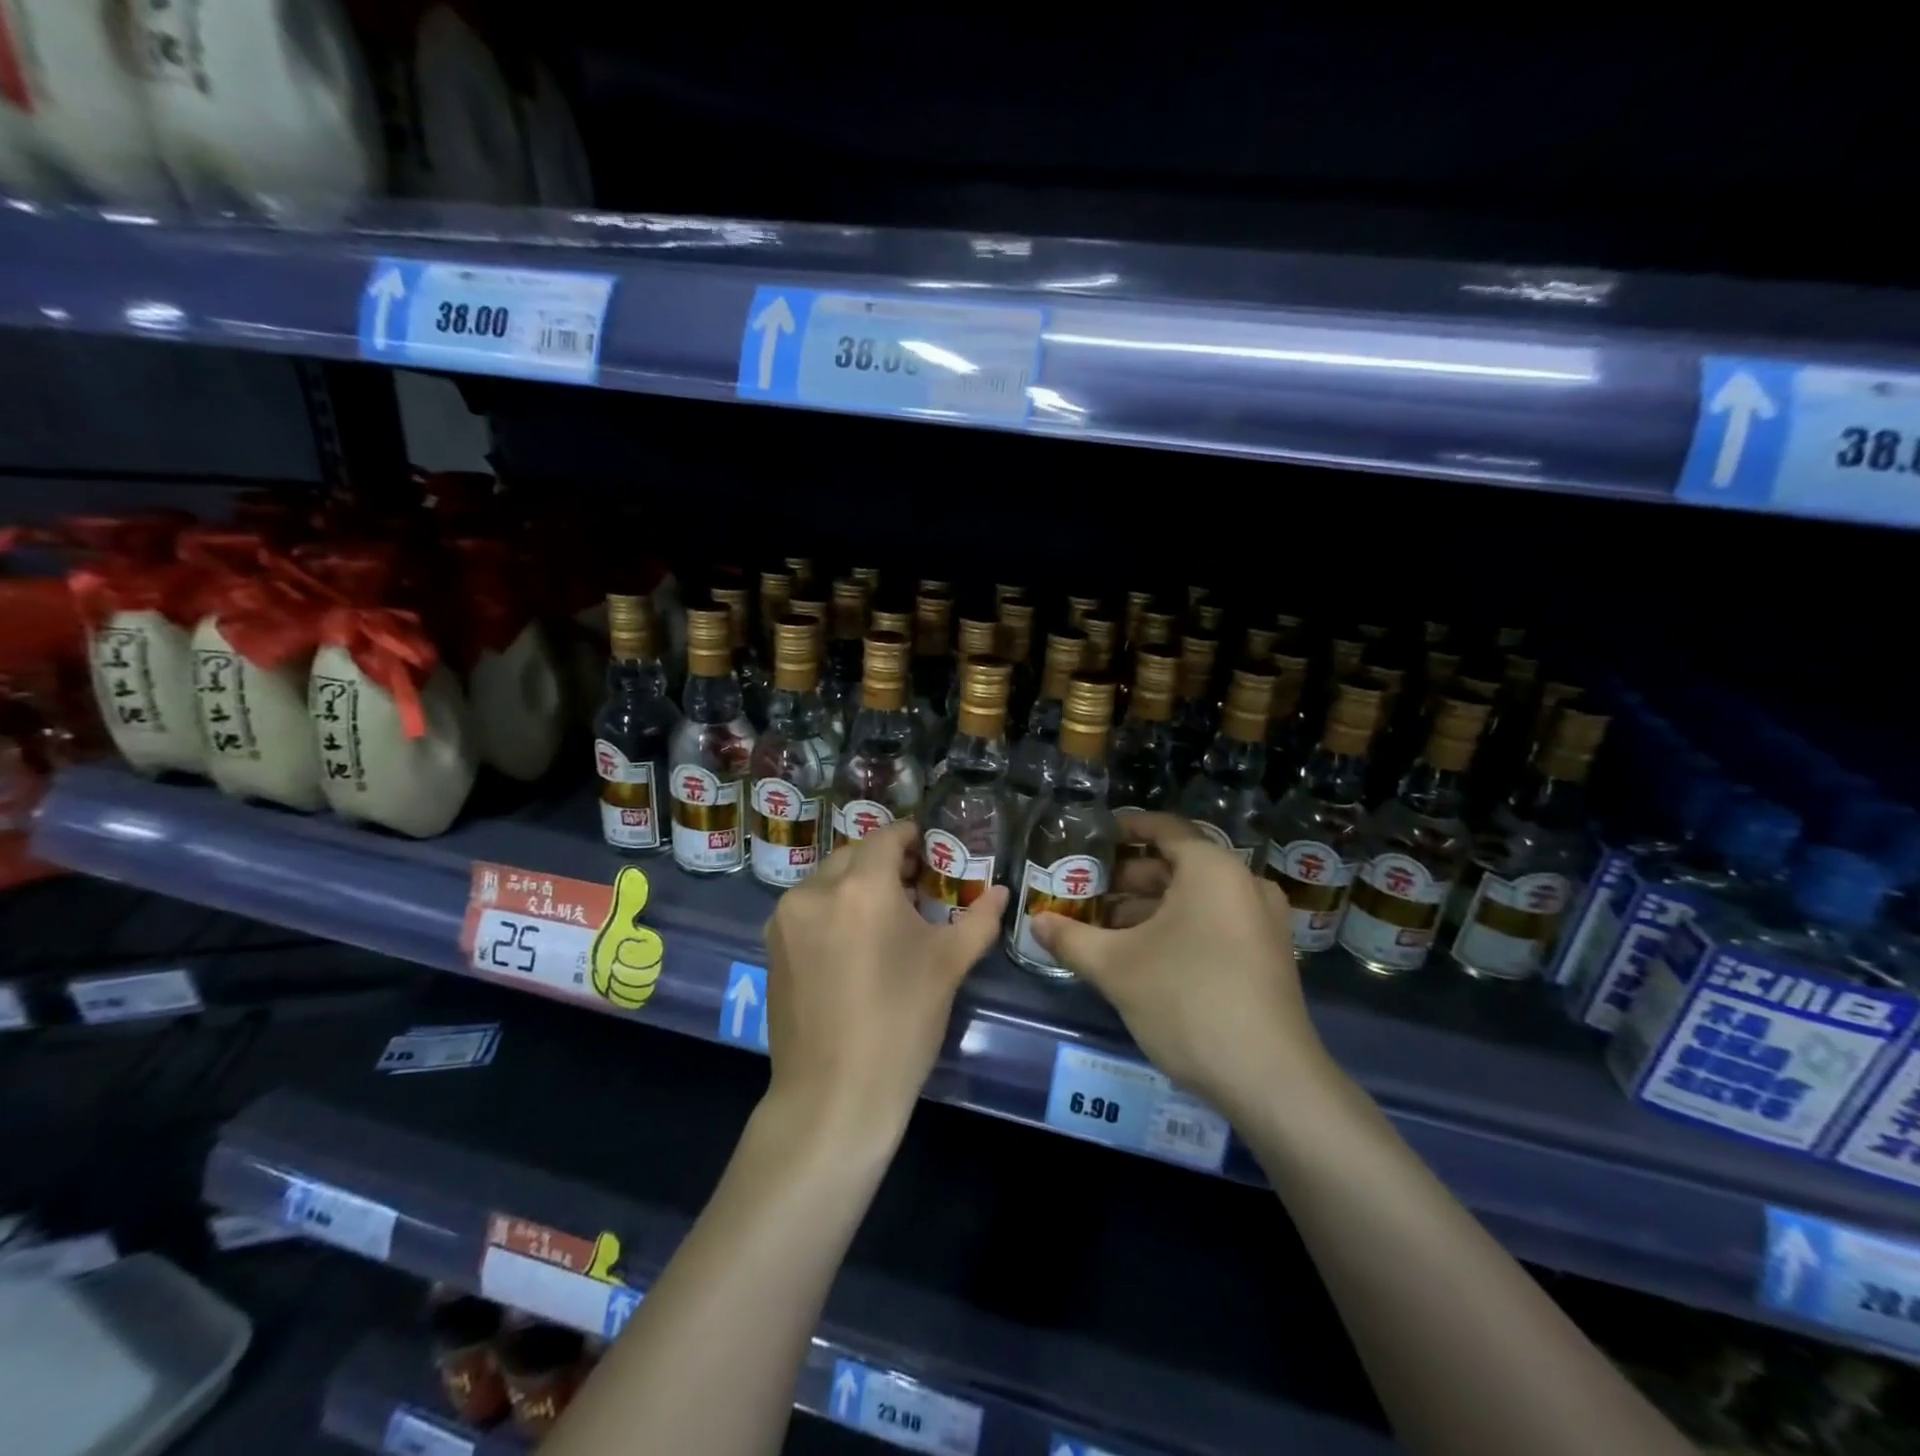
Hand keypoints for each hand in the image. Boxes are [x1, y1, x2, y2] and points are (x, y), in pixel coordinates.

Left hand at [763, 820, 1007, 1141]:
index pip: (887, 837)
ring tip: (883, 917)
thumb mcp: (948, 966)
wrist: (834, 1095)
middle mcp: (816, 890)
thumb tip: (1001, 892)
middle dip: (885, 862)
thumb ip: (978, 919)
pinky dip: (831, 908)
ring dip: (856, 884)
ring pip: (828, 879)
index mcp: (862, 887)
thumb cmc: (901, 1023)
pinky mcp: (772, 945)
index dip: (912, 837)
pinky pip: (808, 907)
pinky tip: (852, 942)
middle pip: (855, 854)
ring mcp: (786, 918)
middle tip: (914, 887)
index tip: (931, 852)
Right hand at [1030, 813, 1334, 1117]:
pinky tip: (1143, 955)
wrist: (1270, 1080)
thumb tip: (1036, 922)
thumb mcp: (1116, 968)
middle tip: (1087, 891)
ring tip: (1105, 929)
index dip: (1124, 828)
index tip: (1091, 838)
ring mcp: (1262, 921)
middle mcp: (1243, 883)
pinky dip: (1178, 927)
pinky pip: (1215, 922)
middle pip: (1177, 864)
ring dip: (1150, 908)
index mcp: (1212, 869)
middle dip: (1129, 878)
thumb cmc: (1188, 1001)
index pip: (1163, 828)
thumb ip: (1071, 938)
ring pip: (1195, 898)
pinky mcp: (1268, 955)